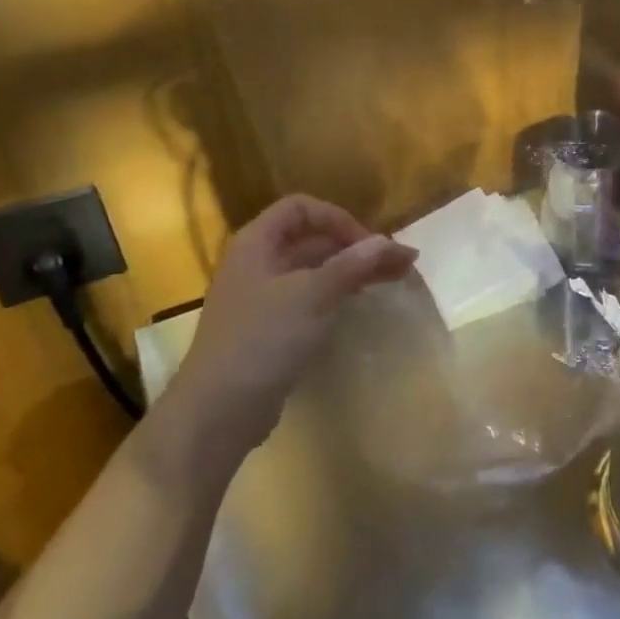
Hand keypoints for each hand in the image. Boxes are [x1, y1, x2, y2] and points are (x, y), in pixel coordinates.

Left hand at [171, 196, 415, 443]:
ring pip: (315, 270)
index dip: (338, 219)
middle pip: (312, 239)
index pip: (301, 208)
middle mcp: (257, 263)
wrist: (219, 409)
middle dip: (356, 246)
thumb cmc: (263, 339)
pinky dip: (338, 293)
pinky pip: (310, 297)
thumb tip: (391, 242)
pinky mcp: (271, 327)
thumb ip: (353, 265)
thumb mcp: (313, 295)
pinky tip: (361, 301)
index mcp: (257, 243)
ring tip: (396, 278)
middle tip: (400, 263)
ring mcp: (262, 297)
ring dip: (354, 270)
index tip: (370, 244)